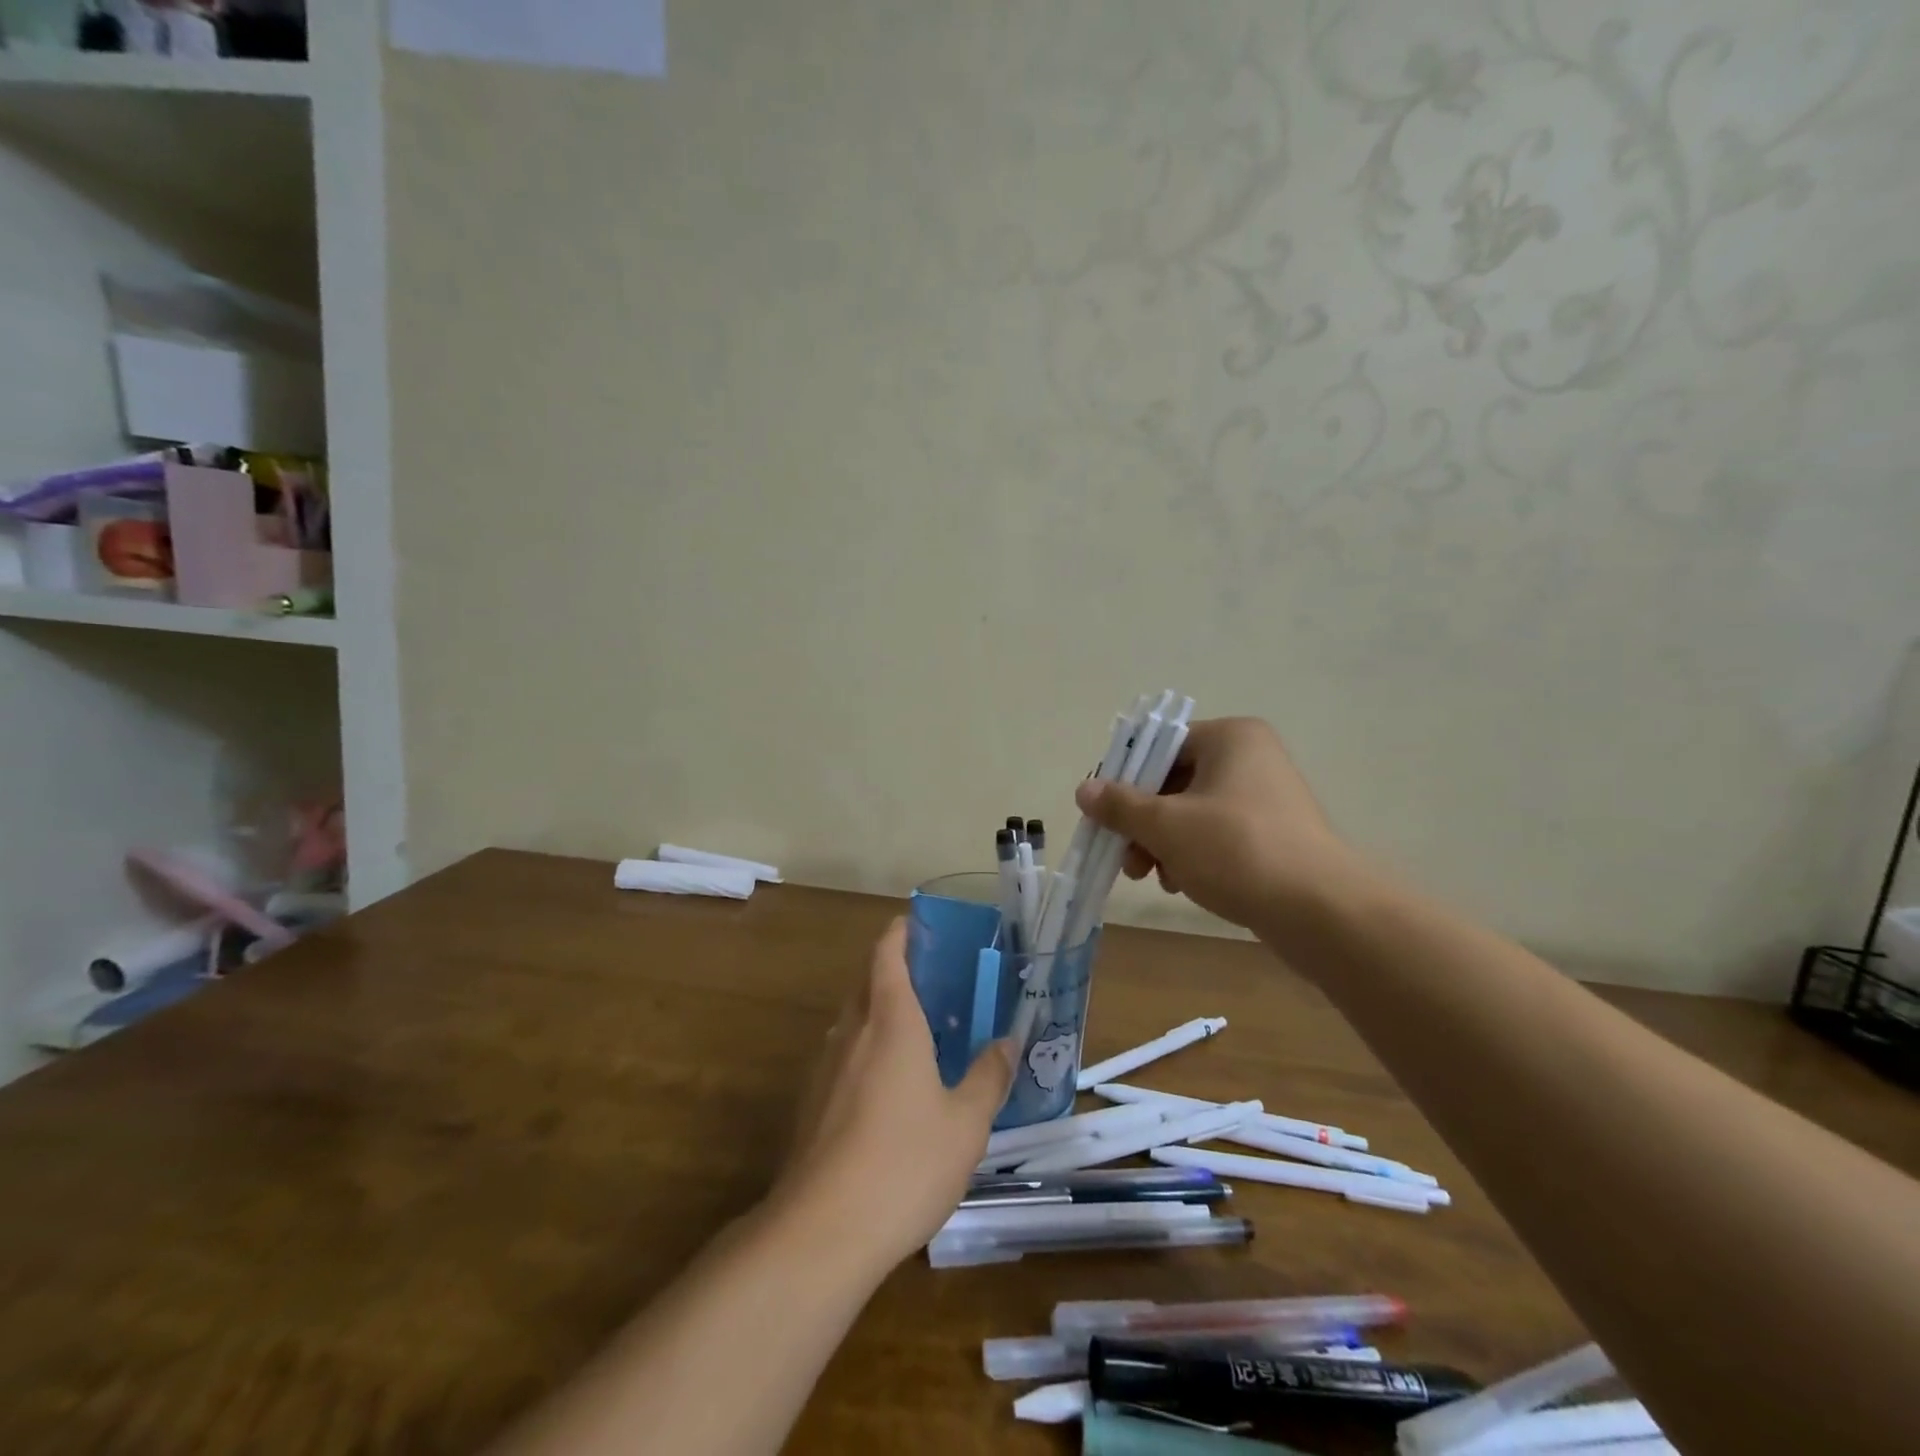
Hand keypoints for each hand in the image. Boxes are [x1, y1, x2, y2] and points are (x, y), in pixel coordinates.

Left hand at [767, 918, 1015, 1269]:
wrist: (821, 1231)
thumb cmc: (905, 1163)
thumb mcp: (966, 1123)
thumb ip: (988, 1077)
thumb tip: (1007, 1041)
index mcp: (891, 1021)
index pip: (887, 955)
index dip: (900, 932)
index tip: (918, 924)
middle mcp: (852, 1032)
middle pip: (867, 983)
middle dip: (894, 971)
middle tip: (933, 981)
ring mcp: (825, 1068)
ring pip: (853, 1020)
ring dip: (879, 1012)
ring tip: (916, 1032)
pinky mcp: (811, 1104)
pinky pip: (842, 1056)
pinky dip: (865, 1050)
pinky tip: (888, 1087)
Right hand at [1074, 716, 1361, 933]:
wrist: (1320, 911)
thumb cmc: (1236, 850)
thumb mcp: (1166, 825)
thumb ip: (1120, 805)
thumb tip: (1084, 789)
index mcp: (1230, 738)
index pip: (1160, 746)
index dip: (1125, 780)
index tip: (1104, 815)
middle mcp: (1251, 758)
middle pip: (1173, 782)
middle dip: (1143, 823)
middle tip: (1126, 858)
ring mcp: (1266, 797)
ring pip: (1192, 813)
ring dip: (1163, 844)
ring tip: (1153, 878)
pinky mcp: (1274, 834)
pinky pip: (1218, 835)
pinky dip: (1192, 855)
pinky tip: (1182, 884)